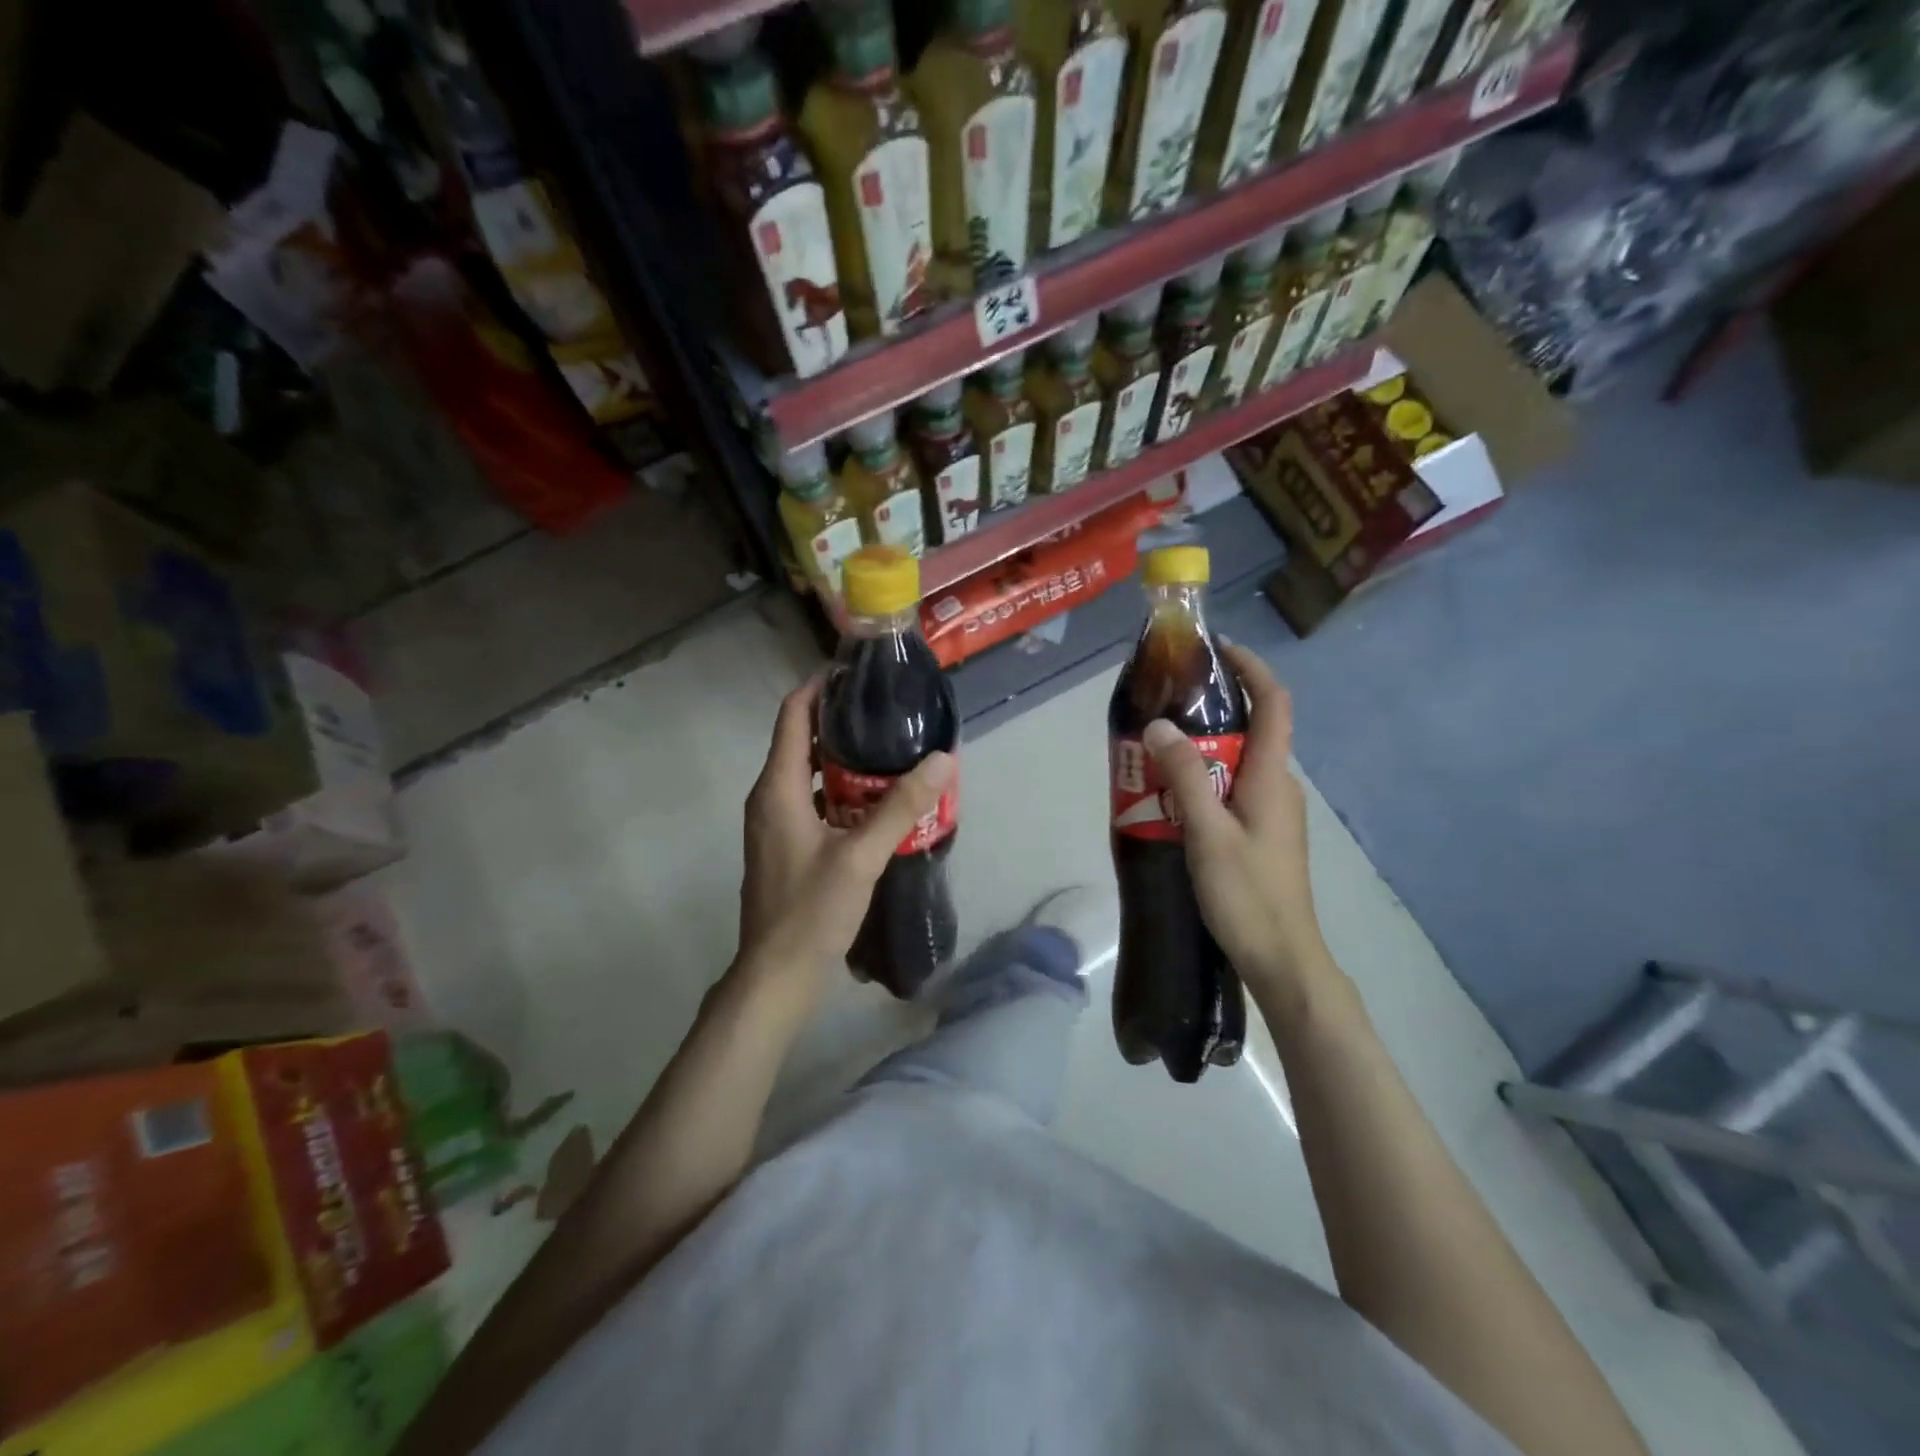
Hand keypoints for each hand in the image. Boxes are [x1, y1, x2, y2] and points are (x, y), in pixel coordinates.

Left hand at [736, 676, 954, 991]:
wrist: (776, 975)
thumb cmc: (811, 911)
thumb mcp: (861, 856)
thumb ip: (901, 807)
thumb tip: (942, 760)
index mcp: (777, 789)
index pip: (792, 716)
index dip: (819, 688)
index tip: (856, 673)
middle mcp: (769, 798)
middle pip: (800, 741)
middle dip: (840, 722)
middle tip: (887, 712)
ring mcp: (774, 824)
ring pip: (807, 774)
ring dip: (842, 759)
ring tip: (889, 751)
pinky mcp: (785, 846)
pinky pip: (810, 801)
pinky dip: (839, 792)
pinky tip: (875, 803)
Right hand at [1141, 645, 1331, 1013]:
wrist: (1283, 959)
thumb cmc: (1248, 894)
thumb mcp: (1208, 832)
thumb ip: (1185, 775)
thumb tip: (1160, 724)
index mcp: (1274, 777)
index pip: (1275, 703)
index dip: (1252, 669)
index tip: (1217, 651)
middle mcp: (1280, 786)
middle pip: (1254, 729)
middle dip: (1213, 710)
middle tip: (1165, 706)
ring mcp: (1275, 812)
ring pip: (1240, 763)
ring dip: (1204, 750)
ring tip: (1158, 751)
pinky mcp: (1264, 835)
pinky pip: (1234, 790)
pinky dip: (1206, 780)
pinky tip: (1173, 798)